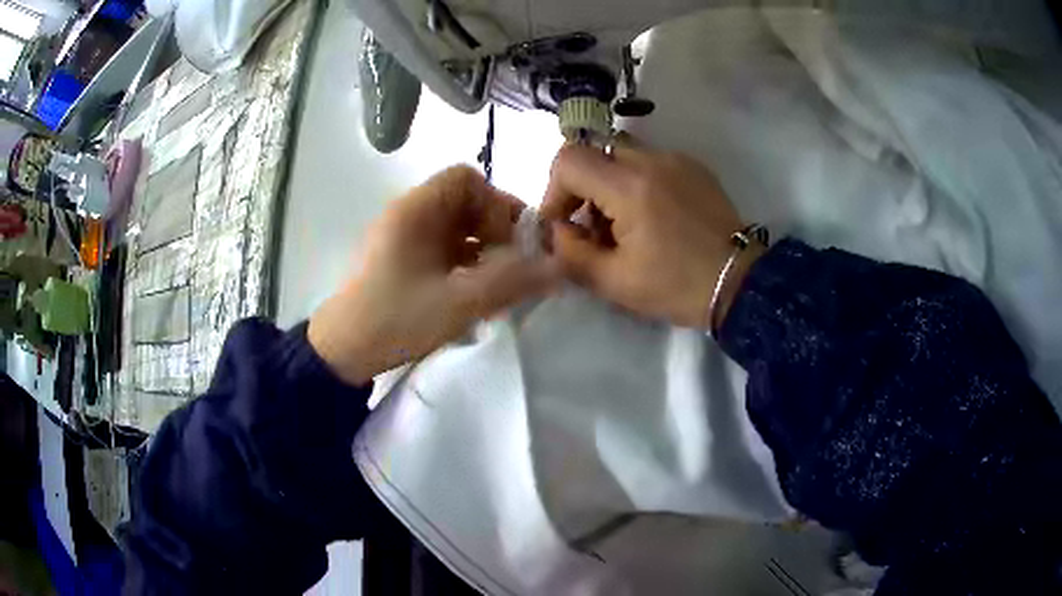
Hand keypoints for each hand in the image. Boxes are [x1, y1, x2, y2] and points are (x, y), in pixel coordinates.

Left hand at [308, 166, 559, 385]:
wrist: (342, 351)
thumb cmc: (395, 319)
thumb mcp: (458, 303)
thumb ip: (512, 282)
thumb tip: (560, 267)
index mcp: (416, 210)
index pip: (466, 179)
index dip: (494, 204)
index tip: (507, 243)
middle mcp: (409, 214)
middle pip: (464, 201)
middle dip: (494, 229)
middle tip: (512, 265)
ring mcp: (403, 237)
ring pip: (455, 226)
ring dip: (482, 248)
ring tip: (496, 283)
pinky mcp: (401, 259)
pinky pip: (443, 246)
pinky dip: (465, 261)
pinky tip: (473, 292)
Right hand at [541, 140, 761, 328]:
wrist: (740, 283)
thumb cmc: (677, 286)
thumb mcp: (614, 282)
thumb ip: (571, 254)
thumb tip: (559, 231)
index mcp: (630, 186)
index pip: (569, 160)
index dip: (554, 190)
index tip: (564, 223)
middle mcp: (652, 159)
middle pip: (594, 151)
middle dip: (582, 185)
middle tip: (593, 225)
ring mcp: (677, 159)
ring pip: (622, 154)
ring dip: (609, 183)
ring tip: (624, 224)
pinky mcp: (694, 166)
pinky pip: (651, 161)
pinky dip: (637, 182)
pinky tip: (653, 216)